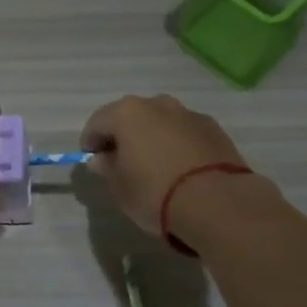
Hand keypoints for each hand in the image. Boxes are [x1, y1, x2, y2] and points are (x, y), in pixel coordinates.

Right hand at [81, 94, 253, 234]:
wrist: (216, 201)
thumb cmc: (155, 192)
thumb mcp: (120, 187)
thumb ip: (107, 168)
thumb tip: (102, 159)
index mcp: (128, 113)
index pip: (98, 122)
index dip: (90, 142)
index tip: (91, 161)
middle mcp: (158, 104)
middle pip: (131, 117)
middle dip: (123, 136)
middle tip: (121, 162)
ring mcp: (189, 114)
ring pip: (161, 122)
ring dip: (153, 138)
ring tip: (154, 166)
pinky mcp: (214, 128)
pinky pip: (185, 133)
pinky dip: (177, 144)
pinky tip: (180, 169)